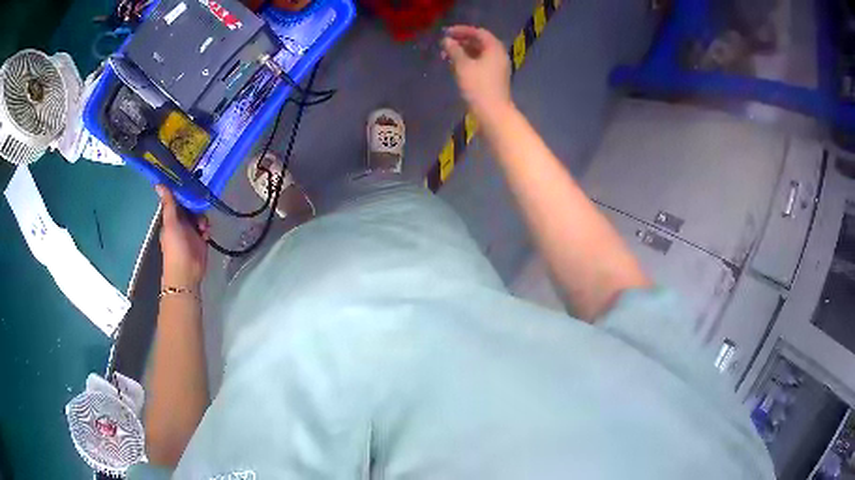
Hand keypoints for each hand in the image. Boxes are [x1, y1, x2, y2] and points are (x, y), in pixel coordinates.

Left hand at [156, 185, 209, 288]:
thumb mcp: (171, 223)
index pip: (178, 200)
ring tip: (203, 228)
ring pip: (200, 216)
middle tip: (200, 210)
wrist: (186, 272)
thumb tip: (158, 183)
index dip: (184, 193)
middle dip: (197, 207)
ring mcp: (191, 231)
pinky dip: (207, 229)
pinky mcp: (201, 240)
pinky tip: (206, 234)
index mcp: (171, 218)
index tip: (192, 184)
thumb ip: (168, 204)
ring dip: (203, 219)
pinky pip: (206, 228)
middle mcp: (181, 223)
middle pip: (191, 207)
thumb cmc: (176, 248)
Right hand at [442, 25, 512, 119]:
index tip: (446, 32)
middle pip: (480, 42)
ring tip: (446, 55)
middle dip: (462, 41)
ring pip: (479, 53)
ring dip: (463, 51)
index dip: (462, 30)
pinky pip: (480, 63)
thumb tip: (447, 41)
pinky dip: (468, 61)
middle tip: (445, 44)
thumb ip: (454, 50)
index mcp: (494, 48)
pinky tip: (455, 65)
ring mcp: (498, 67)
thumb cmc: (478, 86)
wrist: (492, 112)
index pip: (479, 32)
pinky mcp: (494, 78)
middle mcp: (499, 55)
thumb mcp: (463, 66)